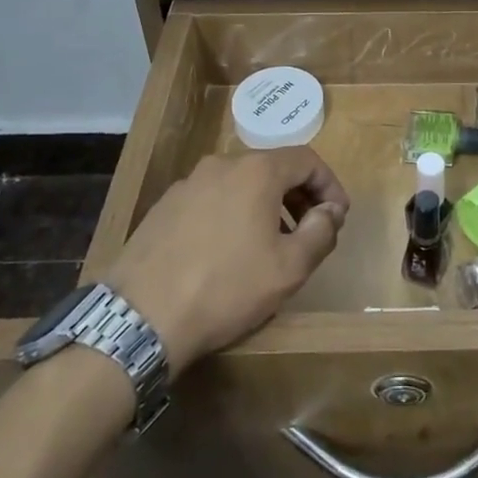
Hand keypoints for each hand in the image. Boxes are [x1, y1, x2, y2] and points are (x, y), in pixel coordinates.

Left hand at [103, 148, 347, 369]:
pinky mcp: (164, 206)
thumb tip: (329, 211)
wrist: (140, 317)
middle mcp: (222, 164)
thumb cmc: (226, 288)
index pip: (307, 160)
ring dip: (266, 206)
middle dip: (299, 196)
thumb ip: (321, 233)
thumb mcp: (289, 268)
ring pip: (241, 183)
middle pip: (273, 168)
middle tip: (310, 231)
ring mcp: (189, 182)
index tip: (337, 218)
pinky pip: (212, 199)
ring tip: (271, 245)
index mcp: (257, 170)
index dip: (329, 185)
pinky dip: (233, 214)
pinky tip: (229, 252)